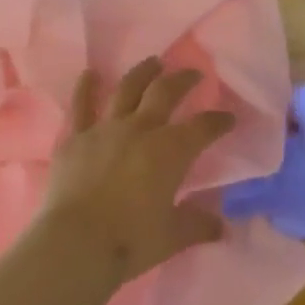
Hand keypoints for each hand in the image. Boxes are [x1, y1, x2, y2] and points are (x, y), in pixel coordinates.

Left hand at [41, 57, 233, 284]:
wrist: (77, 242)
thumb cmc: (130, 241)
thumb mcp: (173, 237)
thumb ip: (198, 225)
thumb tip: (220, 226)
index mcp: (170, 151)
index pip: (202, 128)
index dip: (218, 120)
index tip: (228, 118)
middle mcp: (140, 129)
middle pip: (165, 93)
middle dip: (182, 80)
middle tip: (192, 74)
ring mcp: (105, 129)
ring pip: (126, 89)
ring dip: (142, 73)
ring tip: (152, 62)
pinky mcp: (75, 137)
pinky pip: (81, 106)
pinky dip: (85, 88)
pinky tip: (89, 73)